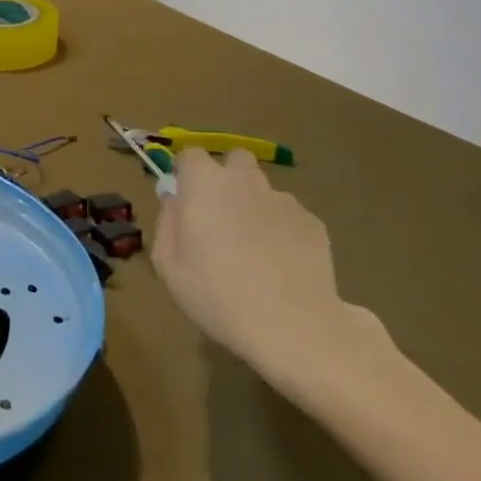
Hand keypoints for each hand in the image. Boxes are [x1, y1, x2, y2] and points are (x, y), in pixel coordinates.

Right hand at [152, 149, 393, 397]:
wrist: (293, 326)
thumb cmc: (217, 295)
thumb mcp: (168, 265)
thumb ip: (167, 223)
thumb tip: (174, 201)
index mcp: (205, 184)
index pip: (190, 154)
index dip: (185, 173)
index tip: (184, 199)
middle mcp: (245, 181)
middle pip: (235, 159)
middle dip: (226, 177)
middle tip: (220, 216)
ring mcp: (283, 200)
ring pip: (263, 190)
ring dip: (254, 206)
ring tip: (254, 250)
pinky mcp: (313, 223)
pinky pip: (289, 216)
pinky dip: (281, 231)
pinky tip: (281, 266)